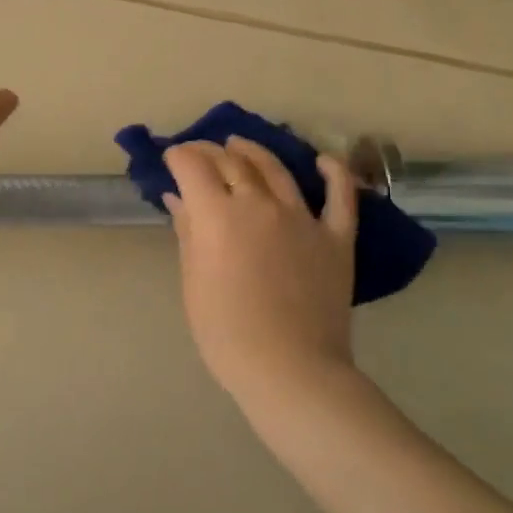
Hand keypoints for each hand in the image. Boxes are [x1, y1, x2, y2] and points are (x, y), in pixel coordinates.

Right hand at [164, 138, 359, 404]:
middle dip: (209, 151)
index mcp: (218, 215)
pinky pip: (340, 197)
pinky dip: (334, 173)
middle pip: (231, 161)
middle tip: (198, 153)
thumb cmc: (227, 332)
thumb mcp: (194, 281)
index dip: (179, 156)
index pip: (193, 166)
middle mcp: (259, 204)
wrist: (290, 368)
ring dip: (254, 152)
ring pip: (276, 169)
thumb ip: (188, 232)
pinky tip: (324, 161)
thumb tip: (179, 197)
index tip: (172, 158)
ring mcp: (302, 217)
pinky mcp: (335, 236)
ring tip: (240, 145)